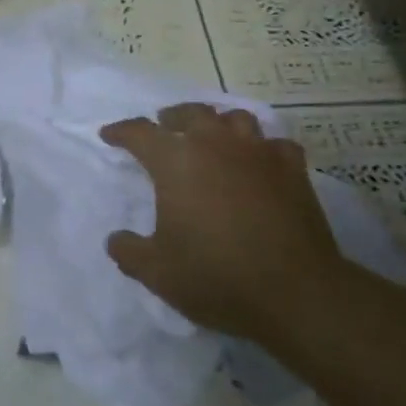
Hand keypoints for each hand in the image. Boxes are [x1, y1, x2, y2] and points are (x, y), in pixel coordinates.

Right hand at [101, 104, 345, 342]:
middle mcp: (215, 145)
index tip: (109, 136)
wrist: (296, 292)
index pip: (140, 133)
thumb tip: (116, 239)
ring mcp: (258, 154)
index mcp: (175, 161)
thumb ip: (128, 251)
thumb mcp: (156, 272)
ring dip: (218, 123)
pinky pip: (275, 144)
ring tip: (212, 136)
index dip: (121, 132)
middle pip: (190, 113)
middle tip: (164, 126)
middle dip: (172, 117)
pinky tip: (260, 162)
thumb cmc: (217, 276)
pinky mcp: (293, 171)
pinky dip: (263, 148)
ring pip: (235, 119)